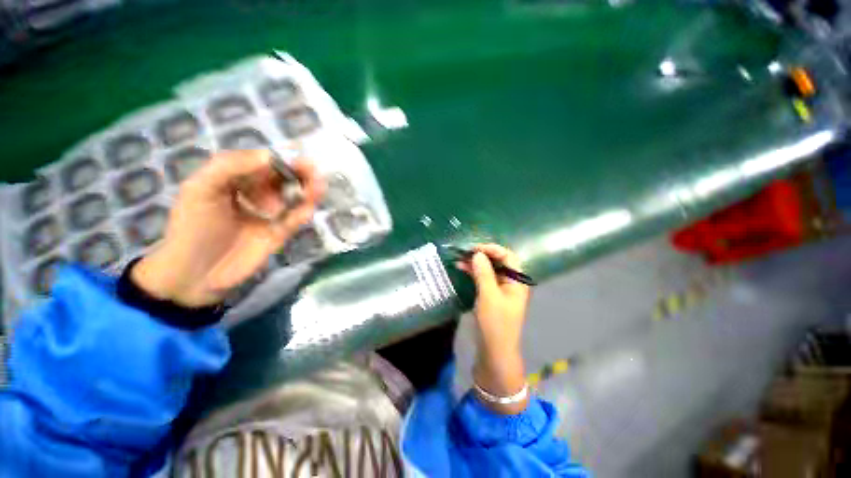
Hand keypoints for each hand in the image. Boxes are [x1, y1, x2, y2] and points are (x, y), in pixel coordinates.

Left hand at [132, 149, 323, 306]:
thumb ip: (229, 167)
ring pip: (294, 198)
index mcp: (235, 179)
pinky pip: (295, 219)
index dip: (280, 159)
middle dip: (300, 173)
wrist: (196, 274)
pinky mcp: (280, 232)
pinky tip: (307, 209)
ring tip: (319, 187)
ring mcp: (270, 214)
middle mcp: (256, 193)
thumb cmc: (192, 227)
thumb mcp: (200, 189)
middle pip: (283, 178)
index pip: (263, 163)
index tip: (296, 157)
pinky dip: (303, 213)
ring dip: (308, 191)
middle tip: (314, 171)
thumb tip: (269, 156)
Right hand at [457, 243, 530, 412]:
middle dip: (482, 255)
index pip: (508, 256)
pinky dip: (474, 273)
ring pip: (489, 270)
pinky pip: (484, 280)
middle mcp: (511, 283)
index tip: (474, 249)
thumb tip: (477, 254)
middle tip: (464, 253)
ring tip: (459, 259)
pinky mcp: (491, 297)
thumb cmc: (495, 324)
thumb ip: (484, 273)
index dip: (492, 249)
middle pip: (498, 262)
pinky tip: (462, 269)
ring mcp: (501, 290)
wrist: (495, 353)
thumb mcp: (489, 296)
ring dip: (476, 264)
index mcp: (517, 282)